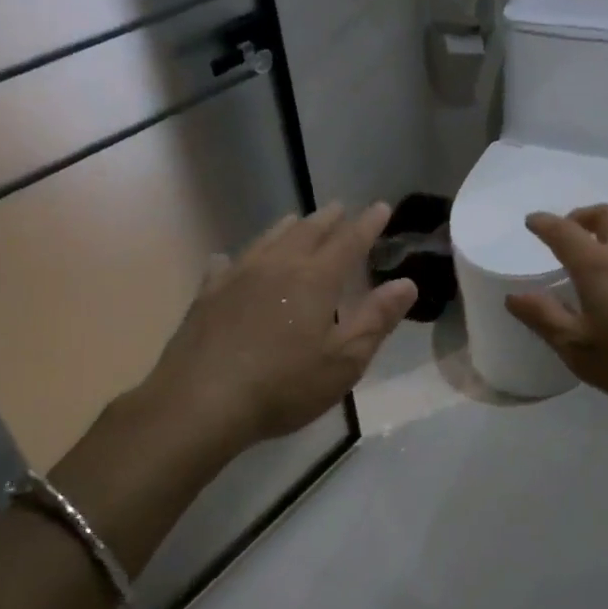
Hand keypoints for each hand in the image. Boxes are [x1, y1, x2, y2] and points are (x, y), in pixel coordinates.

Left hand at [139, 202, 416, 452]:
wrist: (200, 402)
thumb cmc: (283, 385)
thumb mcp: (344, 360)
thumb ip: (376, 319)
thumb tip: (407, 283)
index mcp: (316, 279)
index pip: (349, 241)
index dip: (368, 224)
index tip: (381, 207)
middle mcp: (278, 265)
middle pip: (307, 231)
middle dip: (329, 219)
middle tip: (340, 208)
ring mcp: (238, 276)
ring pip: (268, 239)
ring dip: (288, 227)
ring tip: (297, 220)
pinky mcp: (207, 295)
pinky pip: (225, 264)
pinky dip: (237, 257)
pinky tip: (229, 260)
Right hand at [505, 205, 607, 418]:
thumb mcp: (581, 351)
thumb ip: (545, 319)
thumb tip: (514, 296)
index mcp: (598, 264)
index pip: (563, 231)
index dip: (544, 223)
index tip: (532, 221)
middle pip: (605, 215)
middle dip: (582, 216)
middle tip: (571, 230)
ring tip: (604, 258)